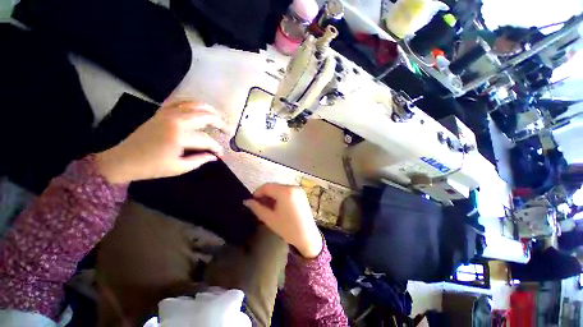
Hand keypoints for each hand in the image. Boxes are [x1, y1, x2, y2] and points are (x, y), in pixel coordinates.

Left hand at [95, 100, 224, 183]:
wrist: (123, 160)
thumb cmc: (152, 166)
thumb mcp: (179, 167)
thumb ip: (200, 160)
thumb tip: (215, 156)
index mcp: (179, 136)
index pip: (206, 140)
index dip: (216, 147)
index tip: (221, 154)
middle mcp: (175, 120)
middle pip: (204, 116)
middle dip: (219, 123)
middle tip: (227, 130)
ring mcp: (167, 113)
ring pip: (194, 104)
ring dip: (208, 109)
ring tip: (218, 116)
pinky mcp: (161, 112)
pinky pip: (179, 101)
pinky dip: (192, 103)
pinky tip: (198, 107)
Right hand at [243, 183, 322, 258]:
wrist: (307, 236)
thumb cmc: (288, 228)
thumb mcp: (270, 218)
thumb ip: (257, 208)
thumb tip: (246, 201)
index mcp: (285, 191)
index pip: (266, 186)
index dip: (257, 192)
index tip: (252, 201)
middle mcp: (293, 186)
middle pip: (274, 186)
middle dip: (265, 194)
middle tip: (259, 205)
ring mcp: (298, 189)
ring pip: (280, 188)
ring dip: (272, 194)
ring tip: (268, 206)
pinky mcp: (301, 193)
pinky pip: (287, 190)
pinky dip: (280, 195)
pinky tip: (278, 205)